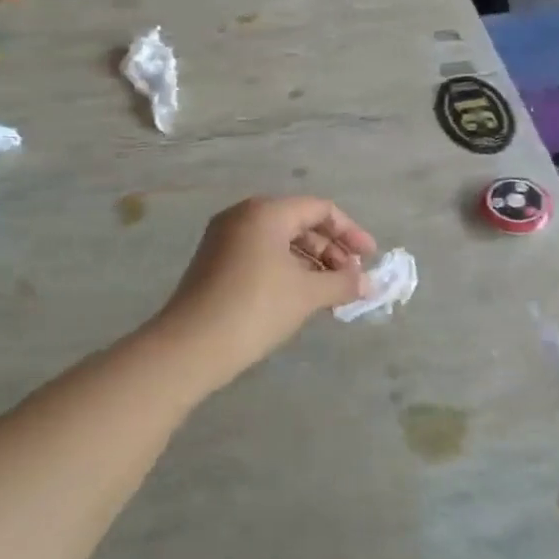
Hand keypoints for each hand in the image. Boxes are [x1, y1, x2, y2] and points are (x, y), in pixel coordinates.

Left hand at [153, 196, 376, 389]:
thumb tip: (369, 284)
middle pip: (300, 223)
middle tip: (352, 279)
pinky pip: (262, 255)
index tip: (370, 258)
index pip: (320, 209)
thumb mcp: (306, 294)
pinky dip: (288, 270)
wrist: (188, 348)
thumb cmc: (255, 309)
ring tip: (332, 293)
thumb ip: (343, 283)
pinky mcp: (215, 263)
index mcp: (266, 212)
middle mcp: (244, 216)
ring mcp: (225, 239)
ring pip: (281, 242)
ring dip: (312, 263)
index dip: (350, 232)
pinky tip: (302, 297)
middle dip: (332, 250)